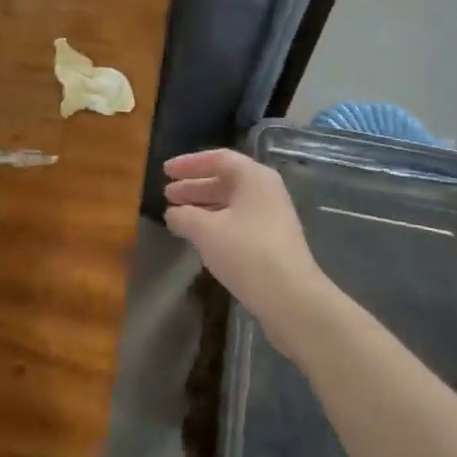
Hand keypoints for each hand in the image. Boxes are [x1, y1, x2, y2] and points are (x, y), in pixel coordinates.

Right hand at [164, 149, 328, 330]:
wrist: (291, 298)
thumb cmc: (246, 253)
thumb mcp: (206, 231)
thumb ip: (184, 216)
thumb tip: (173, 213)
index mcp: (254, 177)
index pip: (218, 159)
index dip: (188, 163)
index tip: (165, 171)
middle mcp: (266, 190)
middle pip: (225, 180)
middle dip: (194, 186)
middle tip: (167, 194)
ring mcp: (272, 216)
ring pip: (231, 202)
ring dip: (203, 206)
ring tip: (177, 215)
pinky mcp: (273, 240)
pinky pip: (238, 220)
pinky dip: (216, 222)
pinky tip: (199, 236)